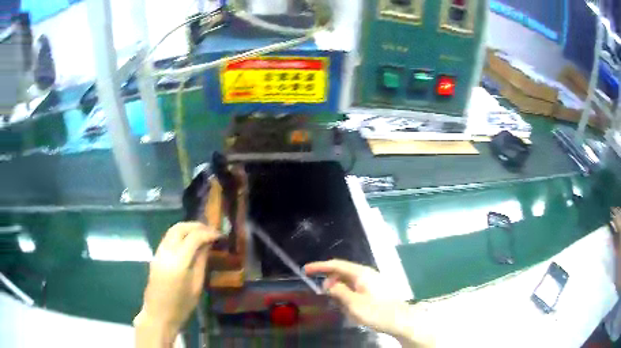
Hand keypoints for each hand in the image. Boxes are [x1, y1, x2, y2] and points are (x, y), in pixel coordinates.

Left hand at [134, 222, 219, 346]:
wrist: (158, 314)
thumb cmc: (181, 305)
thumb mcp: (196, 286)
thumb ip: (201, 262)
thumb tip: (207, 245)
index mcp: (178, 262)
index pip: (194, 237)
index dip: (208, 233)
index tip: (219, 235)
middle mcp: (166, 252)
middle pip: (180, 228)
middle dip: (196, 226)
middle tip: (211, 230)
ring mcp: (158, 252)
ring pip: (172, 230)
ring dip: (187, 228)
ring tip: (201, 233)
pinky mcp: (155, 255)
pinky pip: (168, 237)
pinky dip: (180, 233)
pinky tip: (188, 240)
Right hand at [304, 260, 434, 347]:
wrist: (401, 320)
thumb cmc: (377, 311)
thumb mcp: (353, 304)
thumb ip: (339, 291)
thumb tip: (328, 284)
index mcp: (361, 273)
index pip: (336, 264)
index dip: (320, 266)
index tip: (305, 269)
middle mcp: (367, 274)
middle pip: (343, 271)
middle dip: (329, 279)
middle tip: (320, 291)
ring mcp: (373, 282)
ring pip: (349, 280)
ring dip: (339, 288)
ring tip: (334, 300)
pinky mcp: (375, 290)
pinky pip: (356, 287)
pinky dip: (347, 293)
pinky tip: (347, 304)